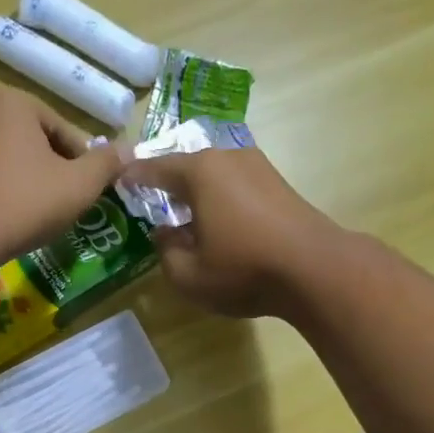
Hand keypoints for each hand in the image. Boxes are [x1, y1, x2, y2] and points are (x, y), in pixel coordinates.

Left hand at [0, 88, 130, 269]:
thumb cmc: (22, 203)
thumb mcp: (78, 187)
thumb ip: (105, 166)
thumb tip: (130, 150)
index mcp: (12, 101)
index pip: (62, 130)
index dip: (82, 164)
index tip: (87, 194)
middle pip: (30, 142)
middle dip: (49, 171)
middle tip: (62, 207)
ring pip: (2, 161)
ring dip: (21, 183)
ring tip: (32, 218)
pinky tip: (1, 223)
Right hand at [121, 149, 339, 318]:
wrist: (315, 269)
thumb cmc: (244, 269)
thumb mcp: (189, 275)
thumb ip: (166, 253)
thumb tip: (165, 234)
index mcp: (199, 172)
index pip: (155, 168)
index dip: (134, 177)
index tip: (118, 181)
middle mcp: (228, 157)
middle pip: (188, 166)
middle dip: (168, 181)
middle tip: (151, 198)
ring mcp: (258, 167)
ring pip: (215, 174)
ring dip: (197, 191)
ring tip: (184, 212)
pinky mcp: (278, 184)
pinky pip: (236, 185)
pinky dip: (221, 198)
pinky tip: (218, 220)